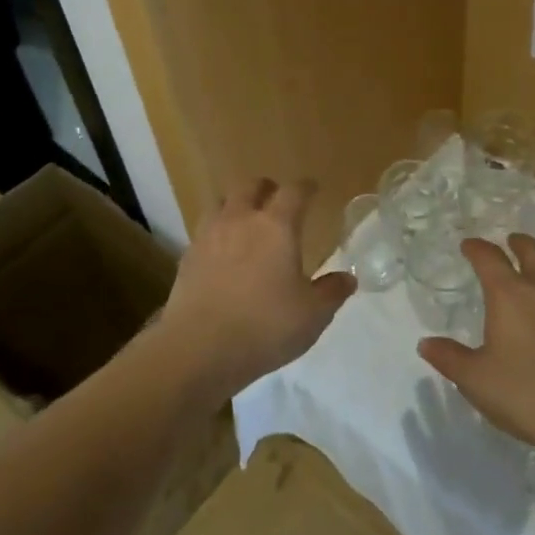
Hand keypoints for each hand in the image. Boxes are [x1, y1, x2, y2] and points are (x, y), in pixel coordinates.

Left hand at [157, 176, 354, 402]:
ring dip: (235, 205)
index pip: (294, 192)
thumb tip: (348, 278)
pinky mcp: (187, 257)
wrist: (199, 348)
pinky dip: (216, 233)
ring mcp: (209, 236)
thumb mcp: (312, 315)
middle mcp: (240, 220)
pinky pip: (204, 231)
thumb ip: (331, 292)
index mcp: (276, 226)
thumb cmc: (265, 326)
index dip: (305, 187)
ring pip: (221, 203)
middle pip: (250, 186)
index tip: (313, 189)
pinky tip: (221, 252)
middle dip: (266, 188)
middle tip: (276, 199)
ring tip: (244, 220)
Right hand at [418, 233, 534, 459]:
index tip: (468, 246)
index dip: (476, 249)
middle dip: (518, 244)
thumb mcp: (476, 380)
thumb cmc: (526, 393)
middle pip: (532, 251)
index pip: (489, 258)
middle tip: (510, 242)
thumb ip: (450, 358)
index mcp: (509, 294)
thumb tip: (426, 343)